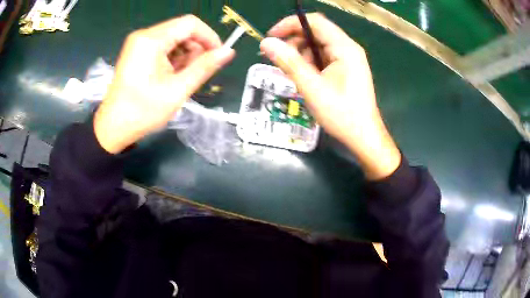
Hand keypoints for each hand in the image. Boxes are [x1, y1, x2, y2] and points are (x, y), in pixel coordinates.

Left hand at [94, 15, 234, 153]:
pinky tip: (171, 76)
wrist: (113, 127)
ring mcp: (139, 43)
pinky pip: (163, 46)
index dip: (208, 37)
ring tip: (182, 78)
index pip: (190, 24)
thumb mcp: (178, 90)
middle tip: (197, 72)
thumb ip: (204, 67)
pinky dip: (173, 58)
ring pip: (173, 38)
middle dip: (195, 48)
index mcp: (152, 40)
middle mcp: (144, 35)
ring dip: (185, 55)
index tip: (217, 56)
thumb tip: (228, 52)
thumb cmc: (143, 111)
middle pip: (181, 30)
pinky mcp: (137, 51)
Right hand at [261, 14, 399, 179]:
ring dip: (300, 55)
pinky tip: (304, 78)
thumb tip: (266, 43)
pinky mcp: (346, 69)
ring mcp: (348, 59)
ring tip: (291, 73)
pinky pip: (323, 58)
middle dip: (293, 42)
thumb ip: (289, 62)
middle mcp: (348, 48)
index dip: (290, 24)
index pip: (314, 21)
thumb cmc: (341, 114)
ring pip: (318, 46)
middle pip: (316, 33)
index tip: (271, 37)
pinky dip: (310, 64)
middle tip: (277, 59)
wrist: (364, 137)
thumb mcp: (312, 87)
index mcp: (344, 48)